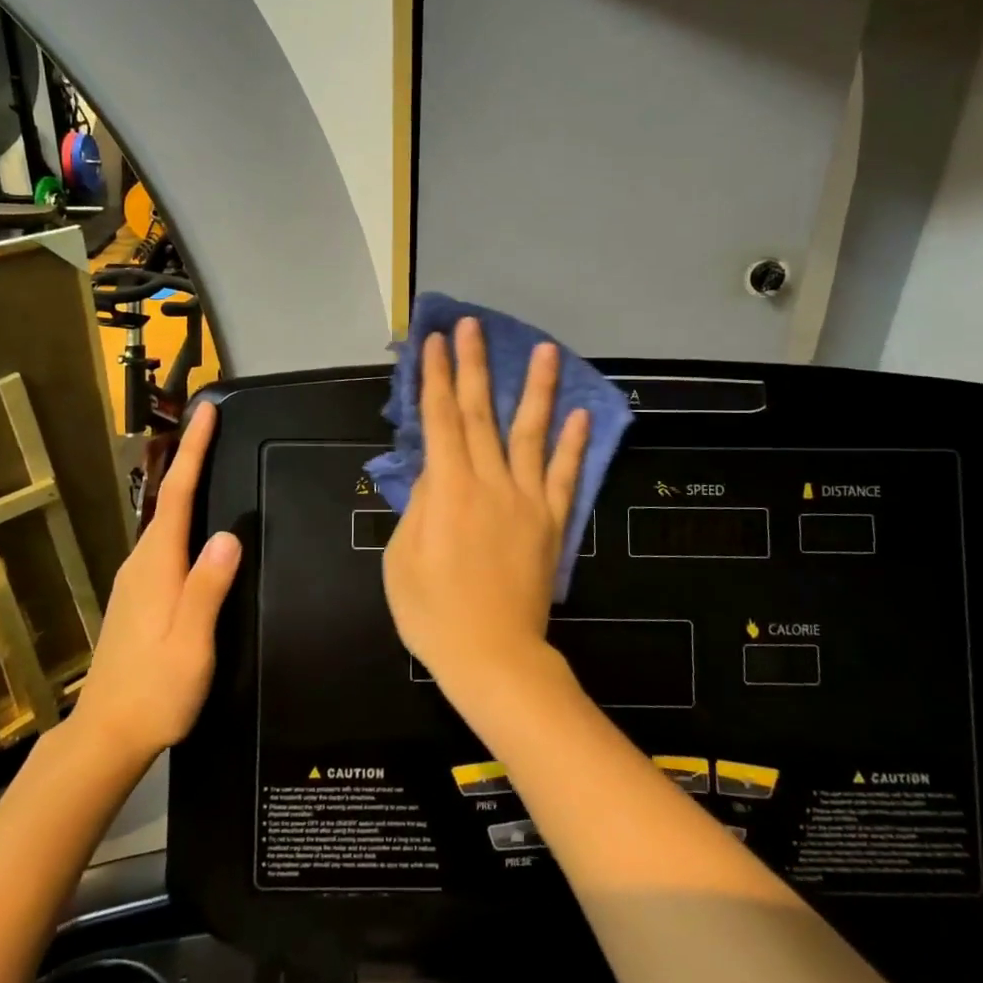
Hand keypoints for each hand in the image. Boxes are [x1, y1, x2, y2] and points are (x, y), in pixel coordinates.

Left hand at [69, 401, 239, 760]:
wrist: (106, 736)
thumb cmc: (154, 691)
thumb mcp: (191, 644)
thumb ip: (207, 589)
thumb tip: (229, 535)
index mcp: (157, 566)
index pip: (179, 494)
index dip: (193, 450)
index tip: (207, 411)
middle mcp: (142, 562)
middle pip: (171, 498)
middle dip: (190, 457)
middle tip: (215, 425)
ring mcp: (136, 580)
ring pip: (166, 519)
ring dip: (186, 484)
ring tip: (209, 460)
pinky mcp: (138, 596)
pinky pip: (165, 540)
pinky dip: (182, 515)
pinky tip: (196, 524)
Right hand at [382, 318, 589, 702]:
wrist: (493, 656)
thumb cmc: (433, 613)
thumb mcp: (401, 558)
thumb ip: (418, 507)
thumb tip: (432, 473)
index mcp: (447, 488)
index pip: (440, 419)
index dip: (437, 377)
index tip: (435, 342)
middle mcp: (489, 481)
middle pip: (481, 412)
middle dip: (474, 365)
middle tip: (472, 326)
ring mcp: (526, 499)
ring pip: (530, 433)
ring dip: (536, 388)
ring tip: (545, 350)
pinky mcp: (551, 521)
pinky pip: (565, 476)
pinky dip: (574, 444)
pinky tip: (581, 415)